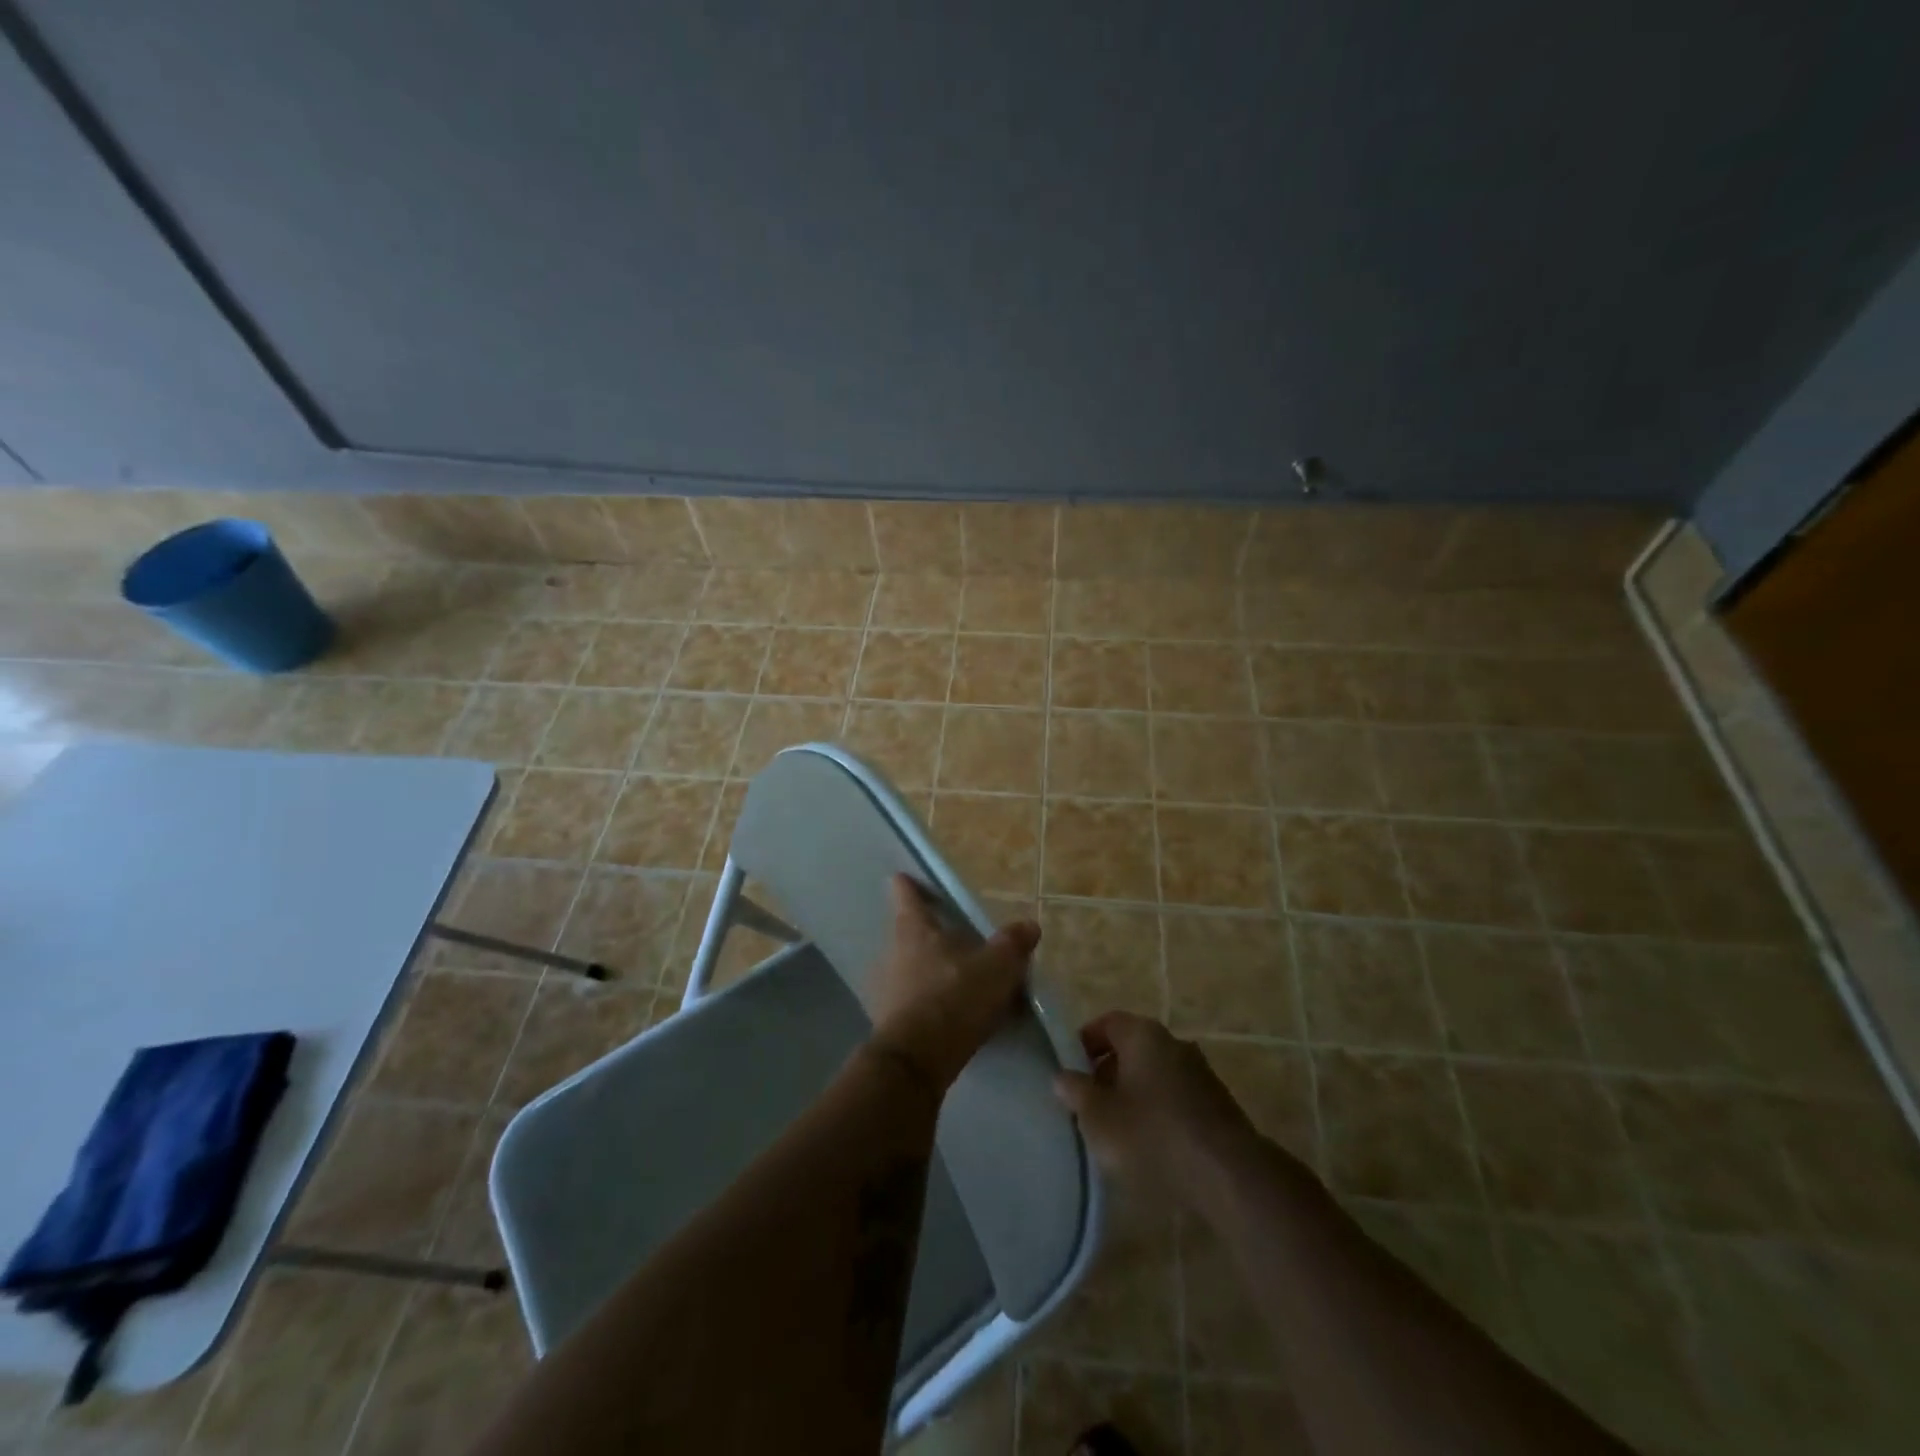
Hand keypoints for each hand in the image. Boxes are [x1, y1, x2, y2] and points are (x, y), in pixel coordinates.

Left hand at [868, 874, 1039, 1093]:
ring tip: (953, 978)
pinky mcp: (887, 1023)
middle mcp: (893, 953)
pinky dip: (926, 1003)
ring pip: (907, 969)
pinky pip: (910, 1002)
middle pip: (907, 934)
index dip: (907, 885)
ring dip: (926, 971)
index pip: (907, 897)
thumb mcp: (996, 968)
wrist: (916, 1060)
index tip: (902, 877)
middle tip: (948, 936)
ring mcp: (886, 989)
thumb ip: (1013, 944)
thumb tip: (1029, 925)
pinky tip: (947, 1015)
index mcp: (914, 930)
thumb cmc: (954, 998)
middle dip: (925, 934)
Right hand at [1053, 1012, 1279, 1205]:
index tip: (1070, 1069)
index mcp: (1143, 1035)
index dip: (1084, 1042)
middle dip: (1108, 1071)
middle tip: (1090, 1102)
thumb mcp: (1099, 1117)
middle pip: (1132, 1048)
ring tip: (1118, 1128)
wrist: (1229, 1175)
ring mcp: (1200, 1072)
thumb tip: (1062, 1076)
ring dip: (1135, 1093)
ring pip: (1155, 1073)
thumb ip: (1076, 1092)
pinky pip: (1177, 1097)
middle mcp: (1174, 1043)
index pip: (1107, 1023)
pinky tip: (1151, 1144)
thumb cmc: (1153, 1135)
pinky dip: (1160, 1111)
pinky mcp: (1218, 1104)